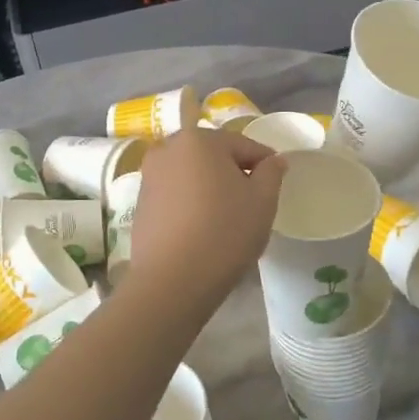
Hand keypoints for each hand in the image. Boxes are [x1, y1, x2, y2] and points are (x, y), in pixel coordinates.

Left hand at [131, 128, 285, 300]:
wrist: (172, 280)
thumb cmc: (224, 232)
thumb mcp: (262, 201)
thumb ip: (272, 173)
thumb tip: (274, 160)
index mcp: (199, 139)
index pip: (242, 144)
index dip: (264, 162)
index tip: (277, 182)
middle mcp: (168, 149)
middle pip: (213, 155)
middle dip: (234, 172)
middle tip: (253, 200)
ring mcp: (149, 175)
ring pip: (192, 173)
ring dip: (211, 186)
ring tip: (227, 216)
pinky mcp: (141, 202)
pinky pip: (175, 193)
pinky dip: (191, 201)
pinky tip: (202, 227)